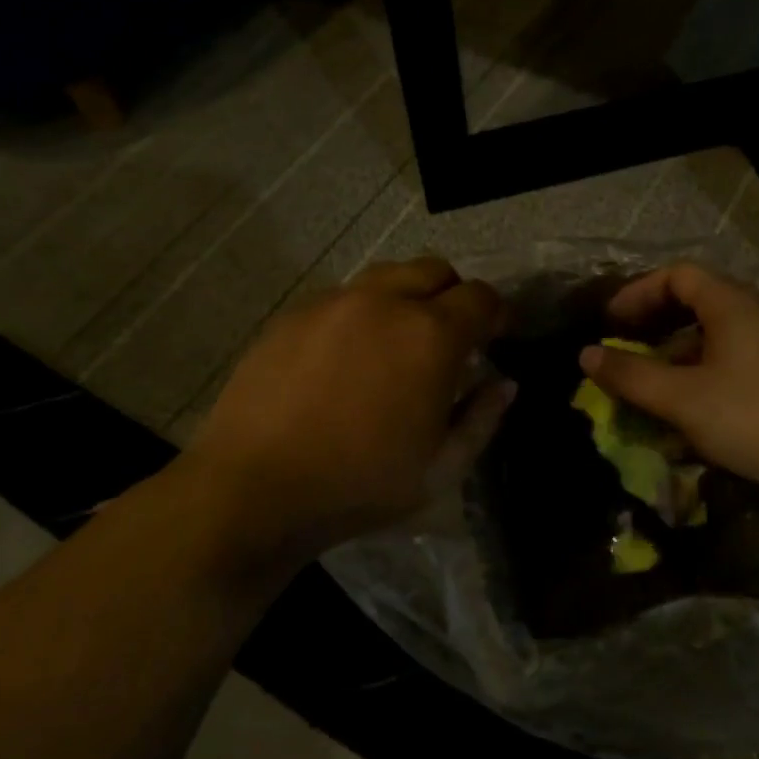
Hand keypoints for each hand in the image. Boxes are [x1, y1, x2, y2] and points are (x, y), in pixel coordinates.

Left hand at [180, 258, 513, 562]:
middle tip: (450, 337)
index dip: (497, 313)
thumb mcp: (442, 467)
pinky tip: (348, 355)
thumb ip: (483, 417)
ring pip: (387, 276)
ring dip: (407, 297)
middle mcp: (385, 302)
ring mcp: (334, 302)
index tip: (496, 335)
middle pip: (436, 270)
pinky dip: (363, 312)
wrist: (254, 488)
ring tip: (398, 341)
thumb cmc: (361, 483)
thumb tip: (504, 383)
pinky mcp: (294, 313)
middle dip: (454, 295)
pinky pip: (344, 296)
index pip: (481, 297)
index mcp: (431, 335)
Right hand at [579, 263, 758, 512]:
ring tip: (654, 393)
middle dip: (654, 329)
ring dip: (679, 359)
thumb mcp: (684, 400)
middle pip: (696, 304)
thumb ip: (632, 376)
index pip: (677, 275)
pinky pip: (737, 361)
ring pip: (716, 338)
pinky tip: (697, 416)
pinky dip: (706, 376)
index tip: (609, 324)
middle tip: (626, 356)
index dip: (637, 294)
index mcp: (732, 304)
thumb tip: (586, 355)